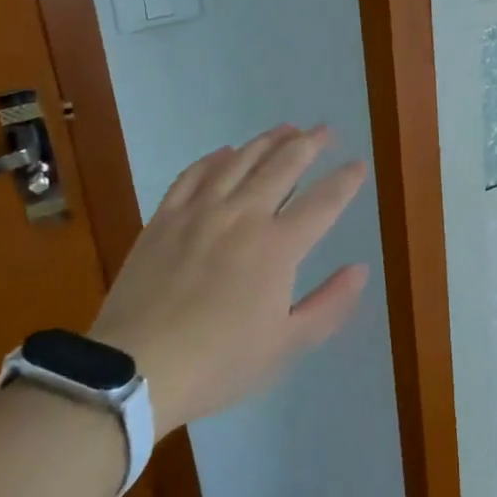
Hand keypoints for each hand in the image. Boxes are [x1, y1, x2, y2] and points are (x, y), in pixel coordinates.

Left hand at [90, 125, 369, 433]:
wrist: (135, 369)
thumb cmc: (219, 362)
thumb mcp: (286, 346)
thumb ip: (330, 305)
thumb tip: (361, 269)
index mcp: (278, 247)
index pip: (323, 201)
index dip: (345, 180)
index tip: (359, 164)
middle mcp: (243, 215)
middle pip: (283, 166)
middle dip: (310, 144)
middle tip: (325, 130)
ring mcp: (201, 211)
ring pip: (241, 161)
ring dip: (268, 141)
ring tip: (286, 128)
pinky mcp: (165, 217)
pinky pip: (194, 174)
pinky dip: (215, 158)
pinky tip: (226, 151)